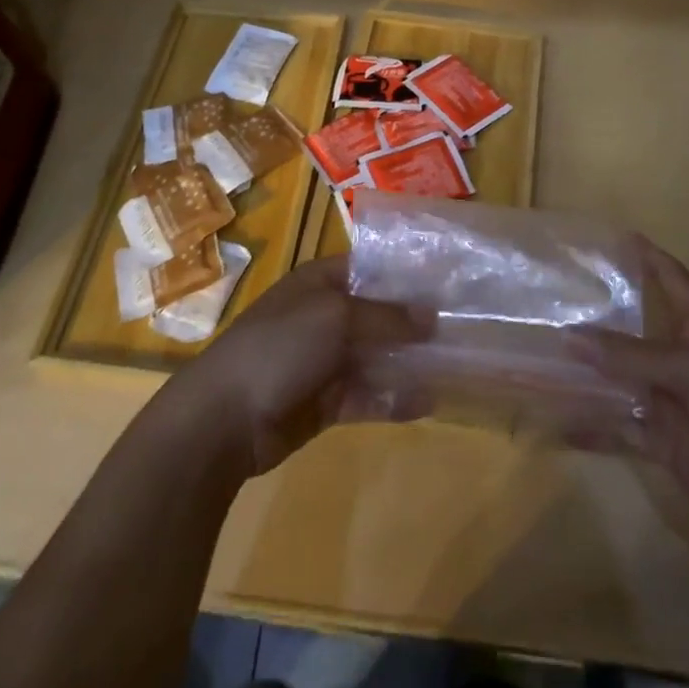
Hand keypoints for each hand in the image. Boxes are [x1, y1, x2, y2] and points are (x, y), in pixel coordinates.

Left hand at [168, 255, 430, 476]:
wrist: (224, 418)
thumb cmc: (279, 347)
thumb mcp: (335, 317)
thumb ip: (386, 316)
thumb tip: (432, 315)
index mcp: (320, 282)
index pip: (370, 268)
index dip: (406, 274)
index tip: (448, 281)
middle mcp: (325, 315)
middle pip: (378, 314)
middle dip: (415, 321)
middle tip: (464, 325)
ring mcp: (325, 360)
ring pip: (377, 355)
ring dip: (409, 361)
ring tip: (456, 363)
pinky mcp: (326, 401)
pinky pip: (368, 394)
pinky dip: (394, 397)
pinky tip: (429, 400)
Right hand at [571, 238, 688, 542]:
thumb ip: (633, 355)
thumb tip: (569, 335)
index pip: (674, 282)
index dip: (650, 258)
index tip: (617, 236)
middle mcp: (682, 360)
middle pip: (636, 329)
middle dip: (601, 315)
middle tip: (556, 296)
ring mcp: (672, 402)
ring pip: (620, 378)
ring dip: (587, 371)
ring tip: (541, 355)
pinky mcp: (664, 442)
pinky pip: (620, 427)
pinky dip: (592, 426)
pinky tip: (557, 422)